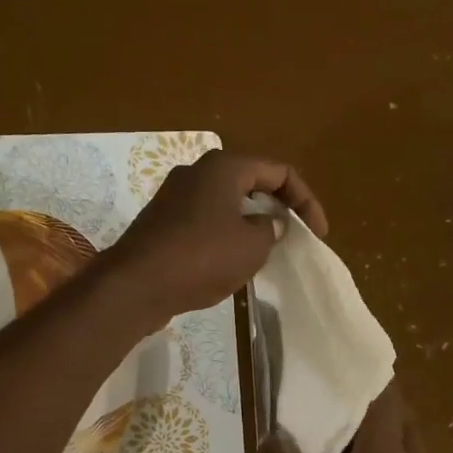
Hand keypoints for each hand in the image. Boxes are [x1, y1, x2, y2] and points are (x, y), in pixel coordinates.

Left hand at [106, 150, 326, 329]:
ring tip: (265, 252)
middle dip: (277, 209)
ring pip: (226, 204)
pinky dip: (225, 237)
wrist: (136, 284)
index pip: (279, 171)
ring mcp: (175, 197)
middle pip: (251, 183)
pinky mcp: (162, 223)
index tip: (317, 234)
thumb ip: (271, 229)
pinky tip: (230, 264)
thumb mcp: (252, 245)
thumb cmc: (202, 257)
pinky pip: (205, 223)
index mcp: (224, 167)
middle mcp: (197, 173)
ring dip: (250, 225)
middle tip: (292, 238)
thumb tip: (271, 223)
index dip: (305, 201)